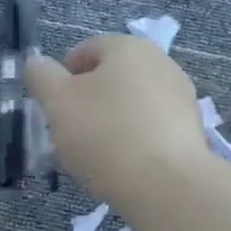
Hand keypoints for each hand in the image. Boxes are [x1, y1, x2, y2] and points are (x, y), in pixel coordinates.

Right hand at [26, 36, 213, 207]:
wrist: (166, 184)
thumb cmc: (105, 133)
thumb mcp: (58, 102)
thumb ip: (42, 76)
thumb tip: (39, 64)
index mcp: (128, 46)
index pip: (86, 49)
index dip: (63, 76)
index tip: (52, 107)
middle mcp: (161, 62)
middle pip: (113, 77)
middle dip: (88, 101)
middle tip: (70, 132)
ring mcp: (182, 96)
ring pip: (133, 103)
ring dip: (112, 121)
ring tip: (96, 154)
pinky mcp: (192, 129)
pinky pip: (152, 127)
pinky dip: (135, 140)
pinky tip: (124, 165)